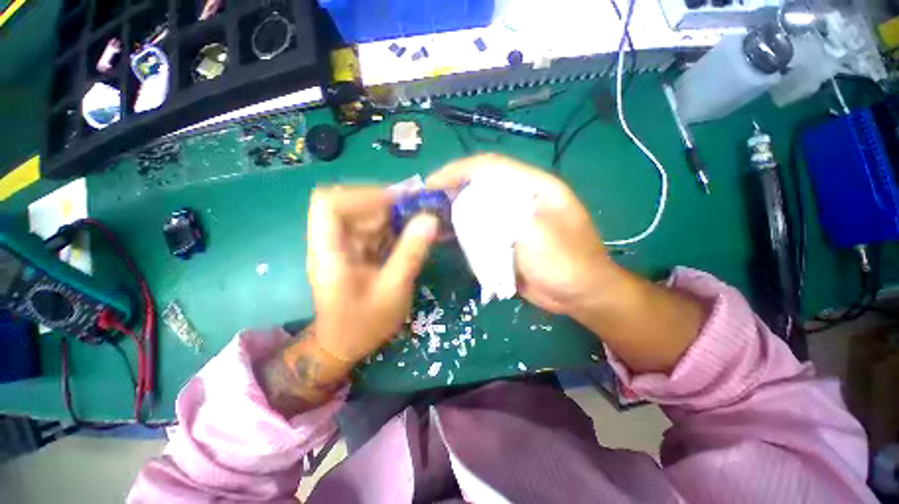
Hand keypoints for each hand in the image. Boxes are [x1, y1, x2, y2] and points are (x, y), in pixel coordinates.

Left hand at [307, 186, 439, 363]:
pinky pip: (372, 230)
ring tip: (418, 219)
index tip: (396, 200)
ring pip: (363, 216)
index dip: (361, 195)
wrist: (345, 345)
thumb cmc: (364, 324)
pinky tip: (411, 234)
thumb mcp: (393, 289)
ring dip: (391, 215)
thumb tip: (430, 220)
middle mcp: (331, 243)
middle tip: (415, 209)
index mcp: (329, 253)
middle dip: (383, 203)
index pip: (329, 205)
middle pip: (349, 205)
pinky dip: (392, 227)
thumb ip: (411, 253)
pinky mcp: (354, 252)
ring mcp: (342, 247)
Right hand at [427, 154, 620, 315]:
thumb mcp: (538, 235)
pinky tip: (447, 235)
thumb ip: (504, 216)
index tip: (432, 183)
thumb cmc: (568, 263)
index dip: (459, 170)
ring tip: (430, 218)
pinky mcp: (506, 237)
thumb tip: (468, 206)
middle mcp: (521, 198)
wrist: (580, 295)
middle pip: (481, 185)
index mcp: (534, 186)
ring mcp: (512, 219)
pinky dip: (462, 229)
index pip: (491, 167)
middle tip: (426, 202)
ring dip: (454, 210)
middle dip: (451, 189)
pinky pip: (480, 228)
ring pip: (478, 207)